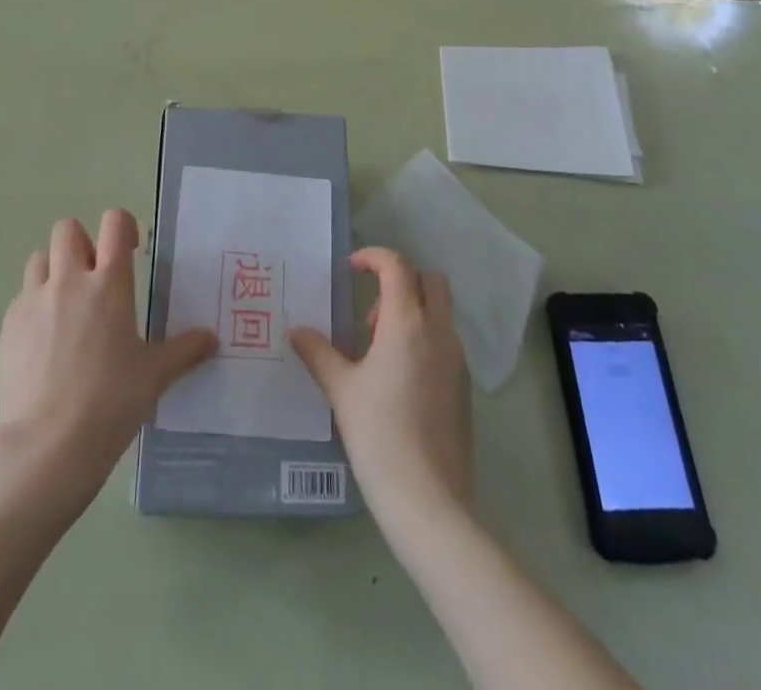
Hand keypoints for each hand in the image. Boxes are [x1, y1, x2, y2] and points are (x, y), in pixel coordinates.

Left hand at [0, 210, 215, 514]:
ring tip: (67, 306)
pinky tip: (44, 343)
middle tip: (94, 279)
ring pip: (39, 259)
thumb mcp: (156, 375)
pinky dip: (34, 308)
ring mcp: (32, 301)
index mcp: (108, 283)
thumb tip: (211, 339)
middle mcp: (68, 281)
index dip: (123, 227)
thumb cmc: (111, 401)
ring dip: (54, 271)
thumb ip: (185, 351)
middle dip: (82, 244)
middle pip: (67, 229)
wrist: (48, 445)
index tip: (130, 251)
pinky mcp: (7, 327)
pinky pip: (21, 299)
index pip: (114, 222)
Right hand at [290, 247, 471, 519]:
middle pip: (429, 280)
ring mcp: (457, 360)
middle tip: (368, 311)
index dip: (373, 258)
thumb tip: (296, 330)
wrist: (429, 501)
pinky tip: (397, 376)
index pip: (397, 267)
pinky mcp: (464, 386)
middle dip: (400, 280)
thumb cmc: (379, 435)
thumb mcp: (341, 390)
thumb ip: (318, 353)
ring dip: (411, 310)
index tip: (350, 270)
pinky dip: (423, 337)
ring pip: (440, 311)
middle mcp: (439, 332)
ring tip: (376, 349)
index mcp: (408, 324)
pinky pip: (445, 341)